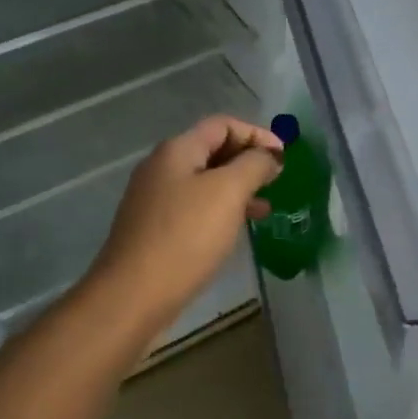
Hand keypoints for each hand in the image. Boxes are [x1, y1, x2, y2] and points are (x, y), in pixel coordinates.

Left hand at [89, 115, 283, 334]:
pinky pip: (195, 208)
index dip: (256, 134)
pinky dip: (220, 211)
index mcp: (176, 150)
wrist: (133, 294)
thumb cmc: (185, 236)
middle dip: (247, 161)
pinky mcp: (155, 229)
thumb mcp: (228, 192)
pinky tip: (236, 231)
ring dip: (237, 189)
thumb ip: (253, 165)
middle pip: (212, 150)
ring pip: (204, 182)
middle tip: (277, 181)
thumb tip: (269, 155)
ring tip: (265, 209)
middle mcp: (161, 168)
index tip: (284, 158)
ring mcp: (154, 199)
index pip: (222, 125)